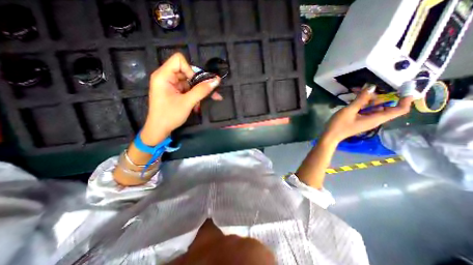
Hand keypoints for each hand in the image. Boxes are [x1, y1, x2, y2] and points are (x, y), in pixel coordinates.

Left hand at [140, 53, 221, 145]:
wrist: (159, 130)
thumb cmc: (169, 115)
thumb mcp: (187, 102)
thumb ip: (201, 90)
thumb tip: (216, 81)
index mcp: (163, 76)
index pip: (179, 60)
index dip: (190, 70)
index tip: (195, 83)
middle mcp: (166, 77)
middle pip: (187, 71)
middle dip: (198, 82)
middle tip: (209, 92)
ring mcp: (171, 85)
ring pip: (189, 82)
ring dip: (199, 91)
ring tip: (205, 101)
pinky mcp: (175, 92)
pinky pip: (188, 89)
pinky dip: (195, 95)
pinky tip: (199, 104)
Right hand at [324, 87, 412, 142]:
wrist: (330, 135)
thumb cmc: (339, 124)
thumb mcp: (349, 110)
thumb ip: (361, 99)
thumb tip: (371, 87)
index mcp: (376, 118)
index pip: (399, 110)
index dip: (405, 99)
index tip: (404, 88)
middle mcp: (374, 119)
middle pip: (384, 106)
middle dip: (377, 96)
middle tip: (366, 88)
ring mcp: (366, 120)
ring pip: (373, 107)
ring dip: (367, 99)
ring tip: (356, 92)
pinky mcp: (360, 120)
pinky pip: (366, 110)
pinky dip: (362, 104)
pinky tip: (353, 100)